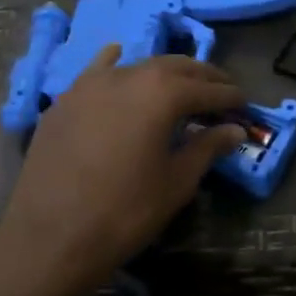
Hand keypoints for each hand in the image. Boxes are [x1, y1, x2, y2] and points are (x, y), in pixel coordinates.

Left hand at [0, 47, 245, 292]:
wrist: (50, 236)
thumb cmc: (125, 211)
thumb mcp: (176, 182)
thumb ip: (207, 148)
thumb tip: (234, 130)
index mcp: (162, 94)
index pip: (207, 89)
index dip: (230, 97)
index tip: (244, 105)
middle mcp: (129, 76)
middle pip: (176, 67)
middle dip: (203, 78)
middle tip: (222, 92)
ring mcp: (91, 84)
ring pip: (139, 65)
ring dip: (165, 73)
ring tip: (181, 87)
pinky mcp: (66, 100)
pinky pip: (98, 71)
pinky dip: (116, 64)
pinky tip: (119, 59)